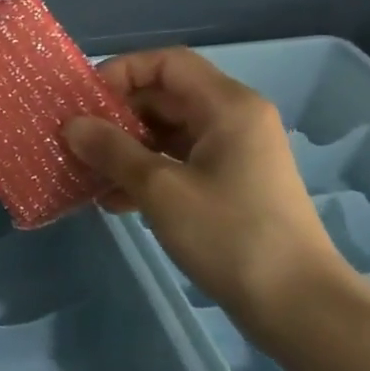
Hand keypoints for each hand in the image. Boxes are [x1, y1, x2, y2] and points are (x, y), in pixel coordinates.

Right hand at [62, 48, 365, 332]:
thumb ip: (112, 150)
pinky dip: (144, 173)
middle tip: (76, 138)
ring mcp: (232, 154)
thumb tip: (71, 125)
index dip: (121, 72)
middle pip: (163, 96)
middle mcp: (232, 120)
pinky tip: (112, 201)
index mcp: (226, 106)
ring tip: (86, 171)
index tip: (86, 103)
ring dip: (124, 148)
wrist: (298, 308)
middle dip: (116, 115)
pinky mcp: (228, 186)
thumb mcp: (160, 189)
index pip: (166, 63)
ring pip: (166, 132)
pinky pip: (177, 162)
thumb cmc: (230, 235)